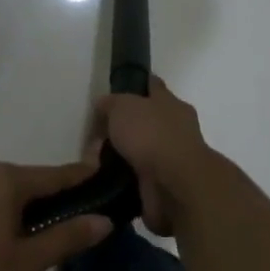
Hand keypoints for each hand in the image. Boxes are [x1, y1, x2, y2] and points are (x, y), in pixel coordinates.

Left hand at [0, 160, 109, 270]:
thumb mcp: (22, 263)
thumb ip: (65, 238)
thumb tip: (104, 220)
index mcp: (7, 179)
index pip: (57, 174)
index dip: (83, 178)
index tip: (105, 179)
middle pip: (28, 182)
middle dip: (50, 199)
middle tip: (70, 222)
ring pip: (1, 191)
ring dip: (19, 208)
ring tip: (32, 236)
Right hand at [91, 78, 216, 233]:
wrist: (174, 185)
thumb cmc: (151, 135)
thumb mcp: (123, 107)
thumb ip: (111, 103)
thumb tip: (104, 105)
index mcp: (170, 103)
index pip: (152, 86)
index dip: (135, 85)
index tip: (116, 91)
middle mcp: (175, 127)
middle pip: (145, 121)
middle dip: (122, 127)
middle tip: (96, 136)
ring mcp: (172, 157)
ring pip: (140, 151)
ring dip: (121, 156)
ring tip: (94, 162)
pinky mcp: (165, 184)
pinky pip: (137, 177)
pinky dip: (123, 178)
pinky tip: (105, 179)